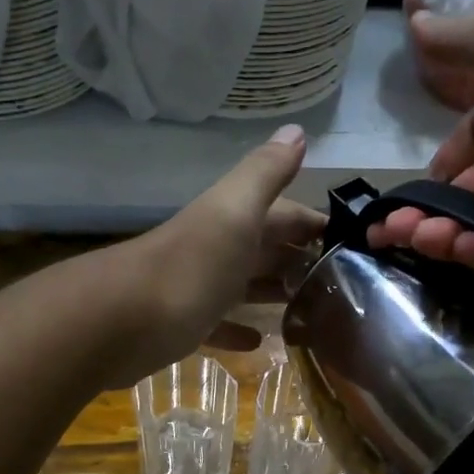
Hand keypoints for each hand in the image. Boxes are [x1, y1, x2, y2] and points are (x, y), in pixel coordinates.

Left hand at [100, 125, 325, 384]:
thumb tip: (296, 131)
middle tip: (342, 284)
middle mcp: (216, 248)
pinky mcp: (183, 326)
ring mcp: (198, 288)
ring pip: (243, 286)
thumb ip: (264, 174)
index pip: (284, 213)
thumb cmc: (189, 267)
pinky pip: (218, 325)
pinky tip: (259, 343)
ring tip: (313, 311)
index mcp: (233, 220)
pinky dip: (238, 330)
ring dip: (273, 293)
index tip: (354, 243)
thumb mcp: (233, 212)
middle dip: (299, 259)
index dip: (314, 223)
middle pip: (265, 249)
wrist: (119, 322)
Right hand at [370, 5, 473, 270]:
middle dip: (427, 220)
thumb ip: (454, 41)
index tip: (391, 213)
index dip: (423, 188)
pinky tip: (469, 249)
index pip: (453, 165)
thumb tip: (414, 19)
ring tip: (429, 241)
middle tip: (398, 234)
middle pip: (465, 203)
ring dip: (453, 239)